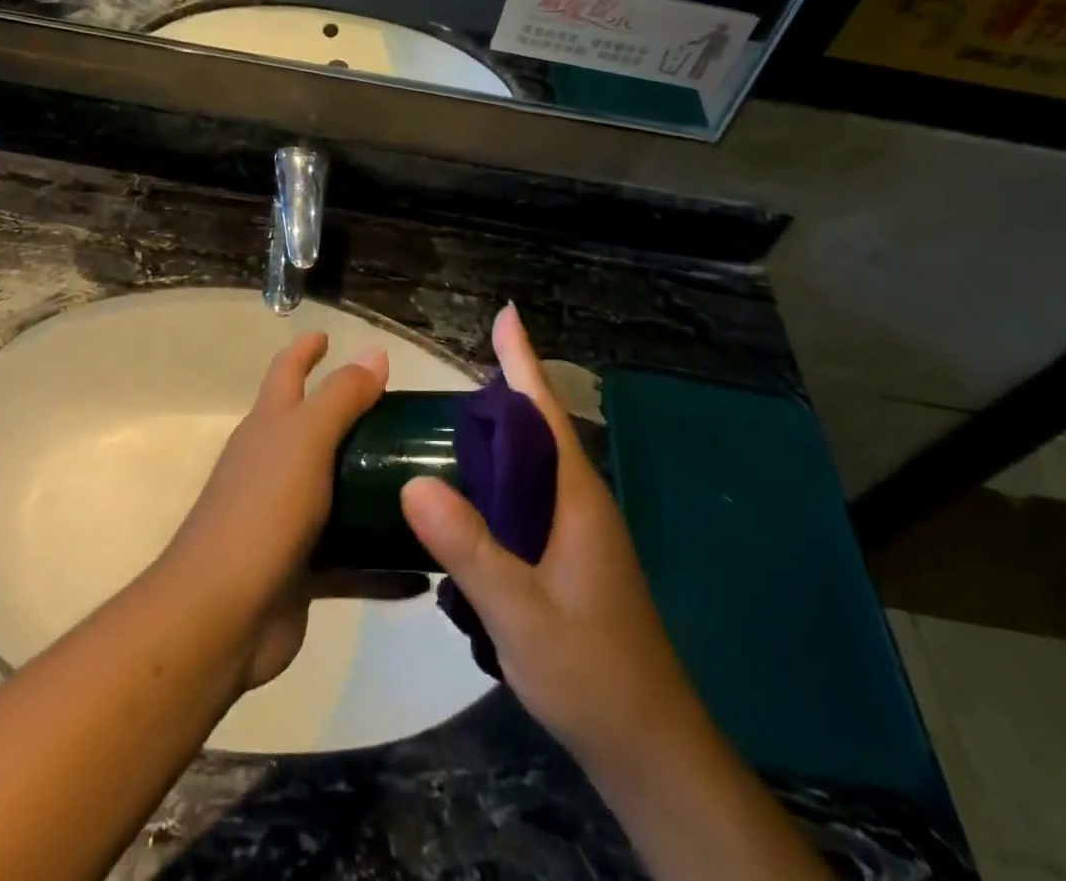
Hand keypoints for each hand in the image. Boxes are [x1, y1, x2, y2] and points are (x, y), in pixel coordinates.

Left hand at [164, 332, 418, 691]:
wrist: (221, 615)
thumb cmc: (263, 509)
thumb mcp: (306, 439)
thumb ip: (341, 396)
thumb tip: (374, 352)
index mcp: (270, 426)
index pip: (288, 372)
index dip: (306, 349)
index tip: (328, 334)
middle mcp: (275, 465)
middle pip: (317, 430)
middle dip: (354, 418)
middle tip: (406, 415)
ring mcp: (286, 518)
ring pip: (338, 493)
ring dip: (374, 488)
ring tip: (425, 483)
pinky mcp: (302, 569)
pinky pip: (351, 558)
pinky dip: (381, 560)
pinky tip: (422, 566)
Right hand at [401, 306, 685, 774]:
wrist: (650, 750)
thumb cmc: (593, 673)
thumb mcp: (522, 614)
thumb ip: (470, 549)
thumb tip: (416, 481)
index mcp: (575, 498)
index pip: (543, 411)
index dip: (522, 361)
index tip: (505, 314)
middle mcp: (579, 504)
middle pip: (535, 431)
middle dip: (498, 394)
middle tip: (441, 382)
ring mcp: (576, 534)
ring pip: (530, 470)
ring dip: (492, 444)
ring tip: (442, 432)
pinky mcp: (568, 561)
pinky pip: (525, 504)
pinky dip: (493, 488)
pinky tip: (462, 506)